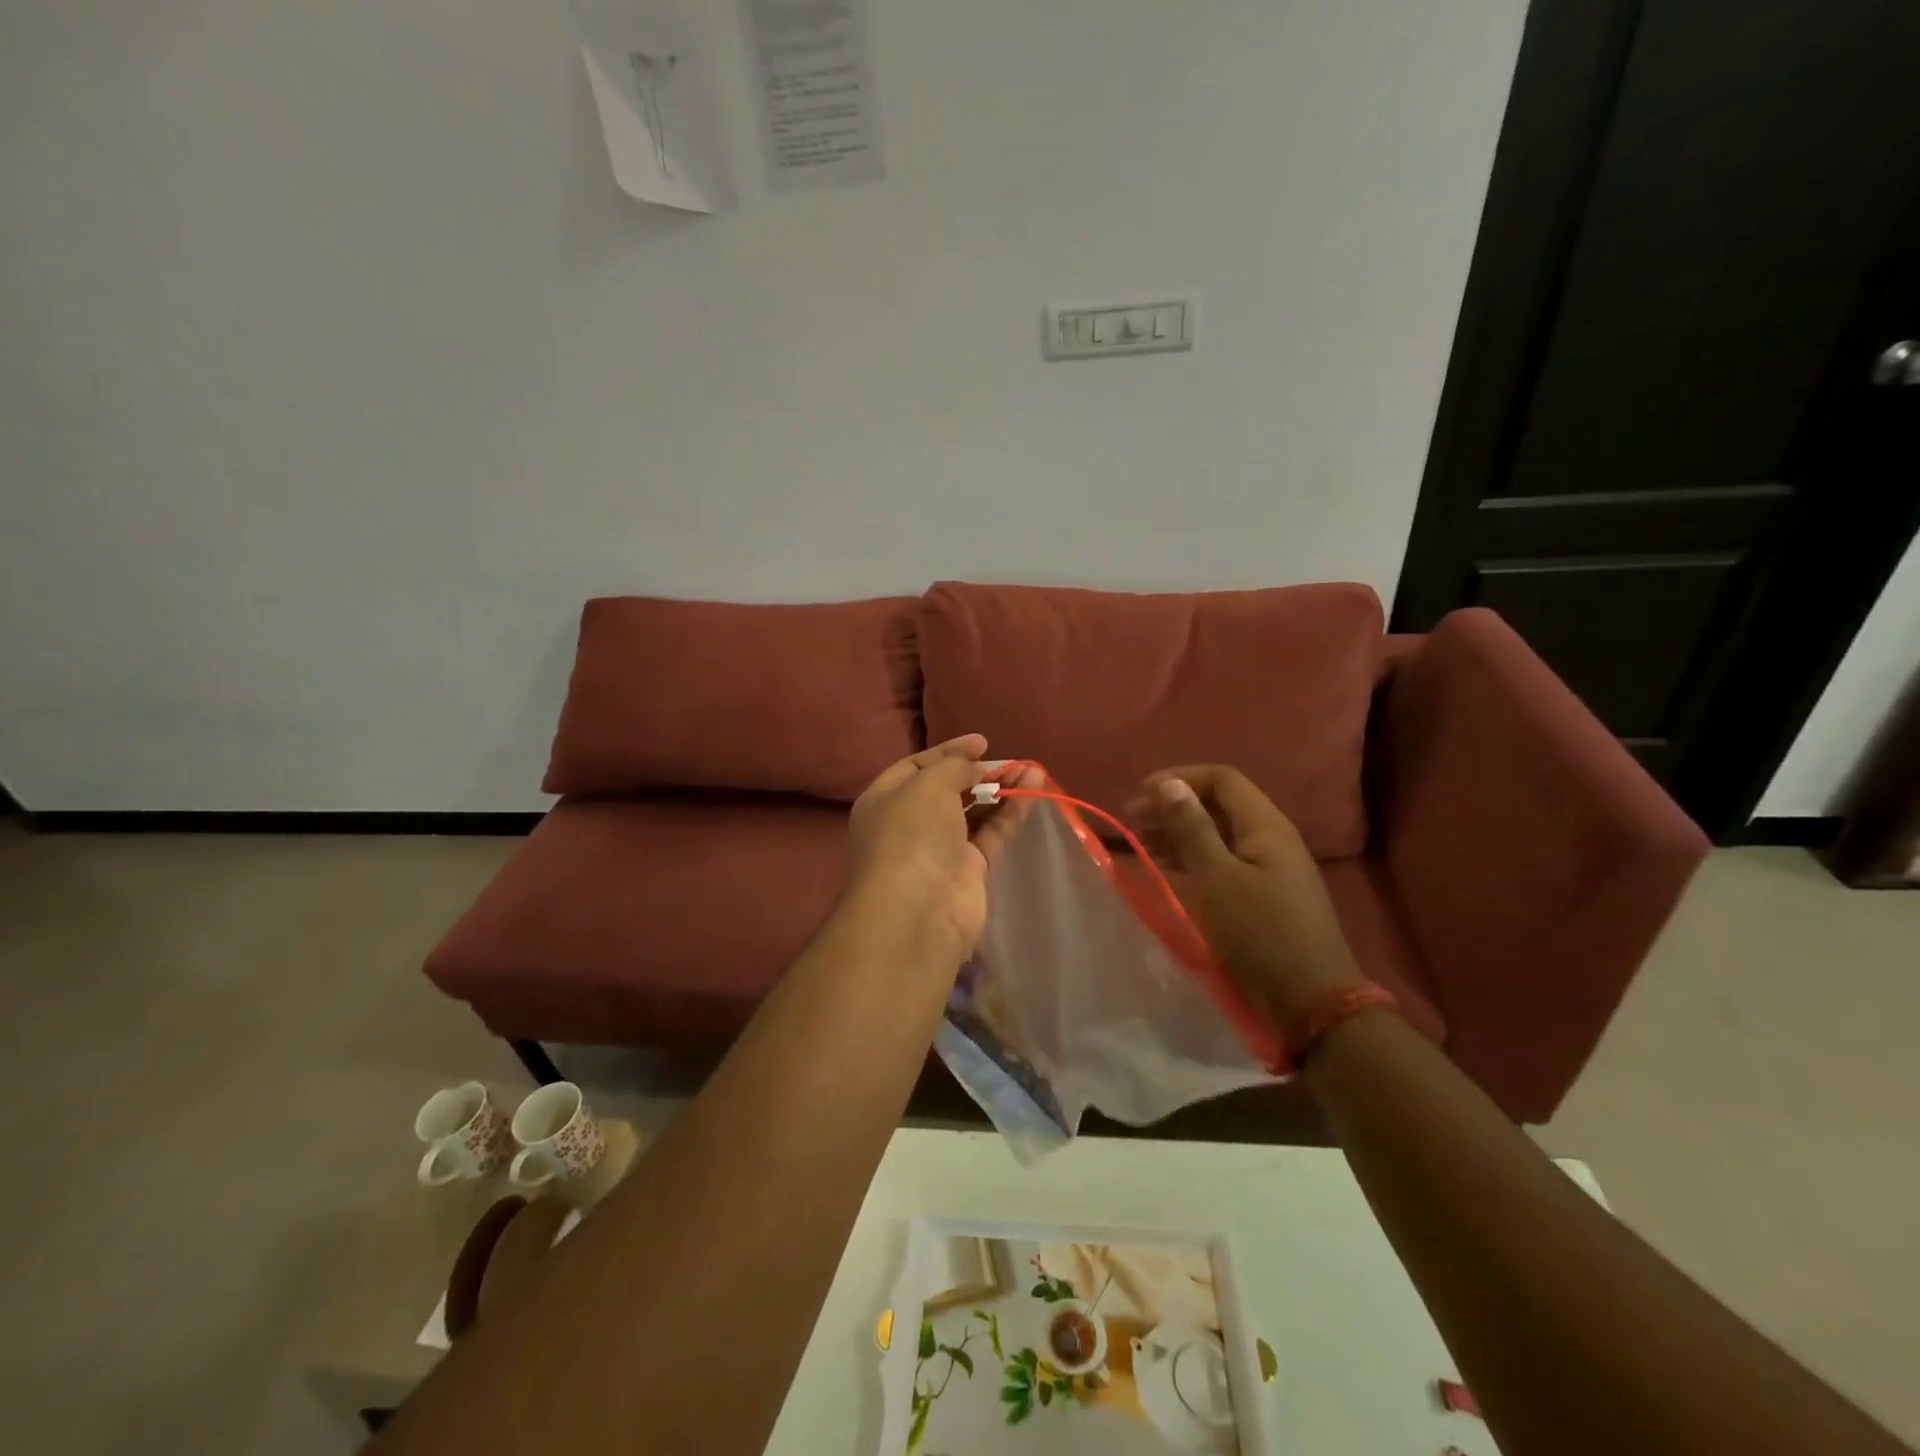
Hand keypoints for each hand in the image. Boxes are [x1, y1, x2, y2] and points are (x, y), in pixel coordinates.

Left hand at [842, 735, 1038, 967]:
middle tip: (1009, 761)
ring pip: (974, 812)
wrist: (918, 913)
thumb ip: (954, 767)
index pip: (916, 766)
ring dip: (1001, 790)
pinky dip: (1011, 812)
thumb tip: (974, 765)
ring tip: (1032, 769)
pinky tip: (1033, 790)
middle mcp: (910, 823)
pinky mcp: (969, 871)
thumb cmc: (912, 836)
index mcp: (885, 800)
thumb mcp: (928, 785)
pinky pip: (992, 834)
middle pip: (948, 789)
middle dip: (978, 772)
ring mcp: (940, 849)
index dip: (949, 751)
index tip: (982, 742)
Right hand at [1126, 765, 1366, 1030]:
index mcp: (1266, 826)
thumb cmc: (1260, 935)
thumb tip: (1169, 784)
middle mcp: (1271, 838)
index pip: (1221, 779)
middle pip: (1218, 804)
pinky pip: (1223, 860)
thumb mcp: (1218, 878)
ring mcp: (1270, 867)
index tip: (1141, 795)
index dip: (1179, 778)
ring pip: (1218, 833)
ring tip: (1141, 840)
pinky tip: (1167, 866)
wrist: (1311, 1003)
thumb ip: (1192, 829)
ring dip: (1179, 831)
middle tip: (1132, 819)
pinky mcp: (1263, 894)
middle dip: (1174, 805)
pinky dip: (1192, 856)